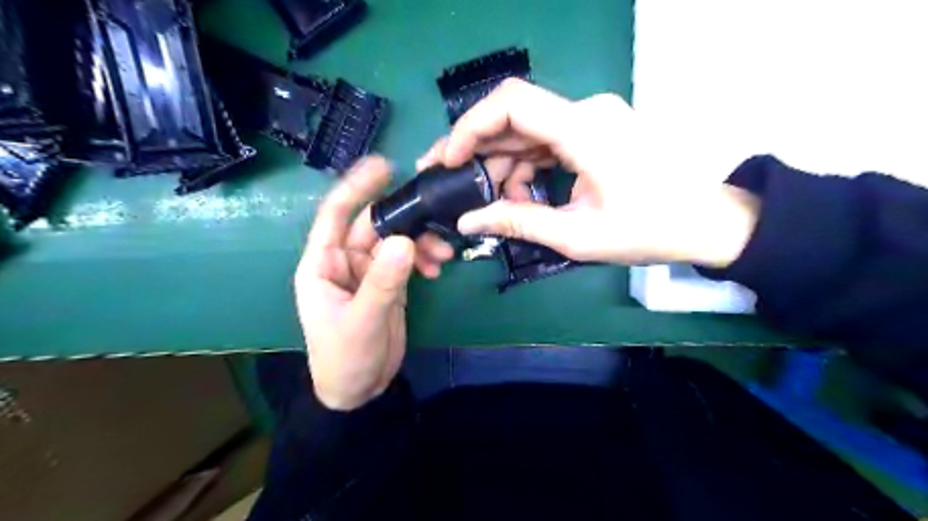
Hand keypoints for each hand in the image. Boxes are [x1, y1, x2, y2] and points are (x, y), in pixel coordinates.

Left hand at [297, 159, 422, 411]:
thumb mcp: (363, 321)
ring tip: (443, 253)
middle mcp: (345, 262)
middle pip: (374, 226)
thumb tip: (404, 241)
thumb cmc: (345, 359)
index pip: (335, 216)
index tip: (383, 166)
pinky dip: (423, 258)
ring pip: (396, 241)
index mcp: (323, 265)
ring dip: (420, 241)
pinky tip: (438, 267)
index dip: (355, 188)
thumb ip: (383, 282)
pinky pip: (408, 260)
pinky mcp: (388, 283)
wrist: (359, 391)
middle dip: (405, 221)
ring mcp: (369, 272)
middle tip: (436, 217)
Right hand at [421, 82, 760, 269]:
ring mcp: (592, 119)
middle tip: (449, 182)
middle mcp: (586, 112)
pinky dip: (526, 166)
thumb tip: (467, 221)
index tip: (448, 160)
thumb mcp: (577, 235)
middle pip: (514, 117)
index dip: (470, 127)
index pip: (511, 103)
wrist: (706, 223)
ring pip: (528, 131)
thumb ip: (518, 222)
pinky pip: (547, 141)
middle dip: (477, 149)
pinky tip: (521, 195)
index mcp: (584, 130)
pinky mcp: (595, 131)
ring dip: (503, 163)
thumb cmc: (649, 230)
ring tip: (491, 201)